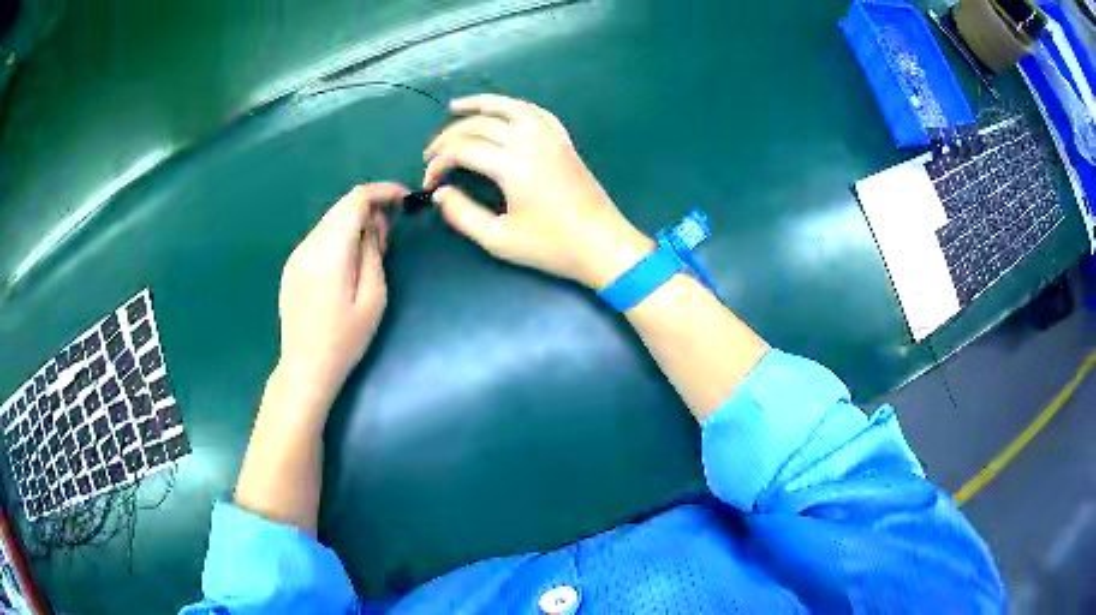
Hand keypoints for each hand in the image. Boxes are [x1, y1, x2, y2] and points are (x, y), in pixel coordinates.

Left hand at [276, 183, 407, 404]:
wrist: (305, 367)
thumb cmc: (345, 340)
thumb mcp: (373, 298)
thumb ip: (373, 252)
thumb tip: (374, 223)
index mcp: (330, 253)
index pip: (356, 200)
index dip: (382, 192)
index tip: (404, 198)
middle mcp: (308, 245)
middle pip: (341, 206)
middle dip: (370, 206)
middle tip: (389, 231)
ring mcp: (296, 255)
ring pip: (330, 220)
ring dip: (353, 221)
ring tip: (372, 248)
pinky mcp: (291, 266)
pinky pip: (319, 236)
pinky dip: (339, 235)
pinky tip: (348, 259)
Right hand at [423, 94, 653, 288]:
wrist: (602, 245)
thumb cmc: (552, 247)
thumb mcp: (499, 239)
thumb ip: (463, 215)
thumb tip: (441, 194)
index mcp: (512, 165)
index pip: (463, 150)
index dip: (439, 163)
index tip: (429, 183)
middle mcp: (530, 142)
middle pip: (481, 124)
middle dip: (449, 135)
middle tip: (431, 152)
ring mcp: (551, 139)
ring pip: (511, 107)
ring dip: (481, 103)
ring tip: (457, 106)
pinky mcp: (564, 143)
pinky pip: (539, 113)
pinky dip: (516, 107)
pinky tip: (505, 110)